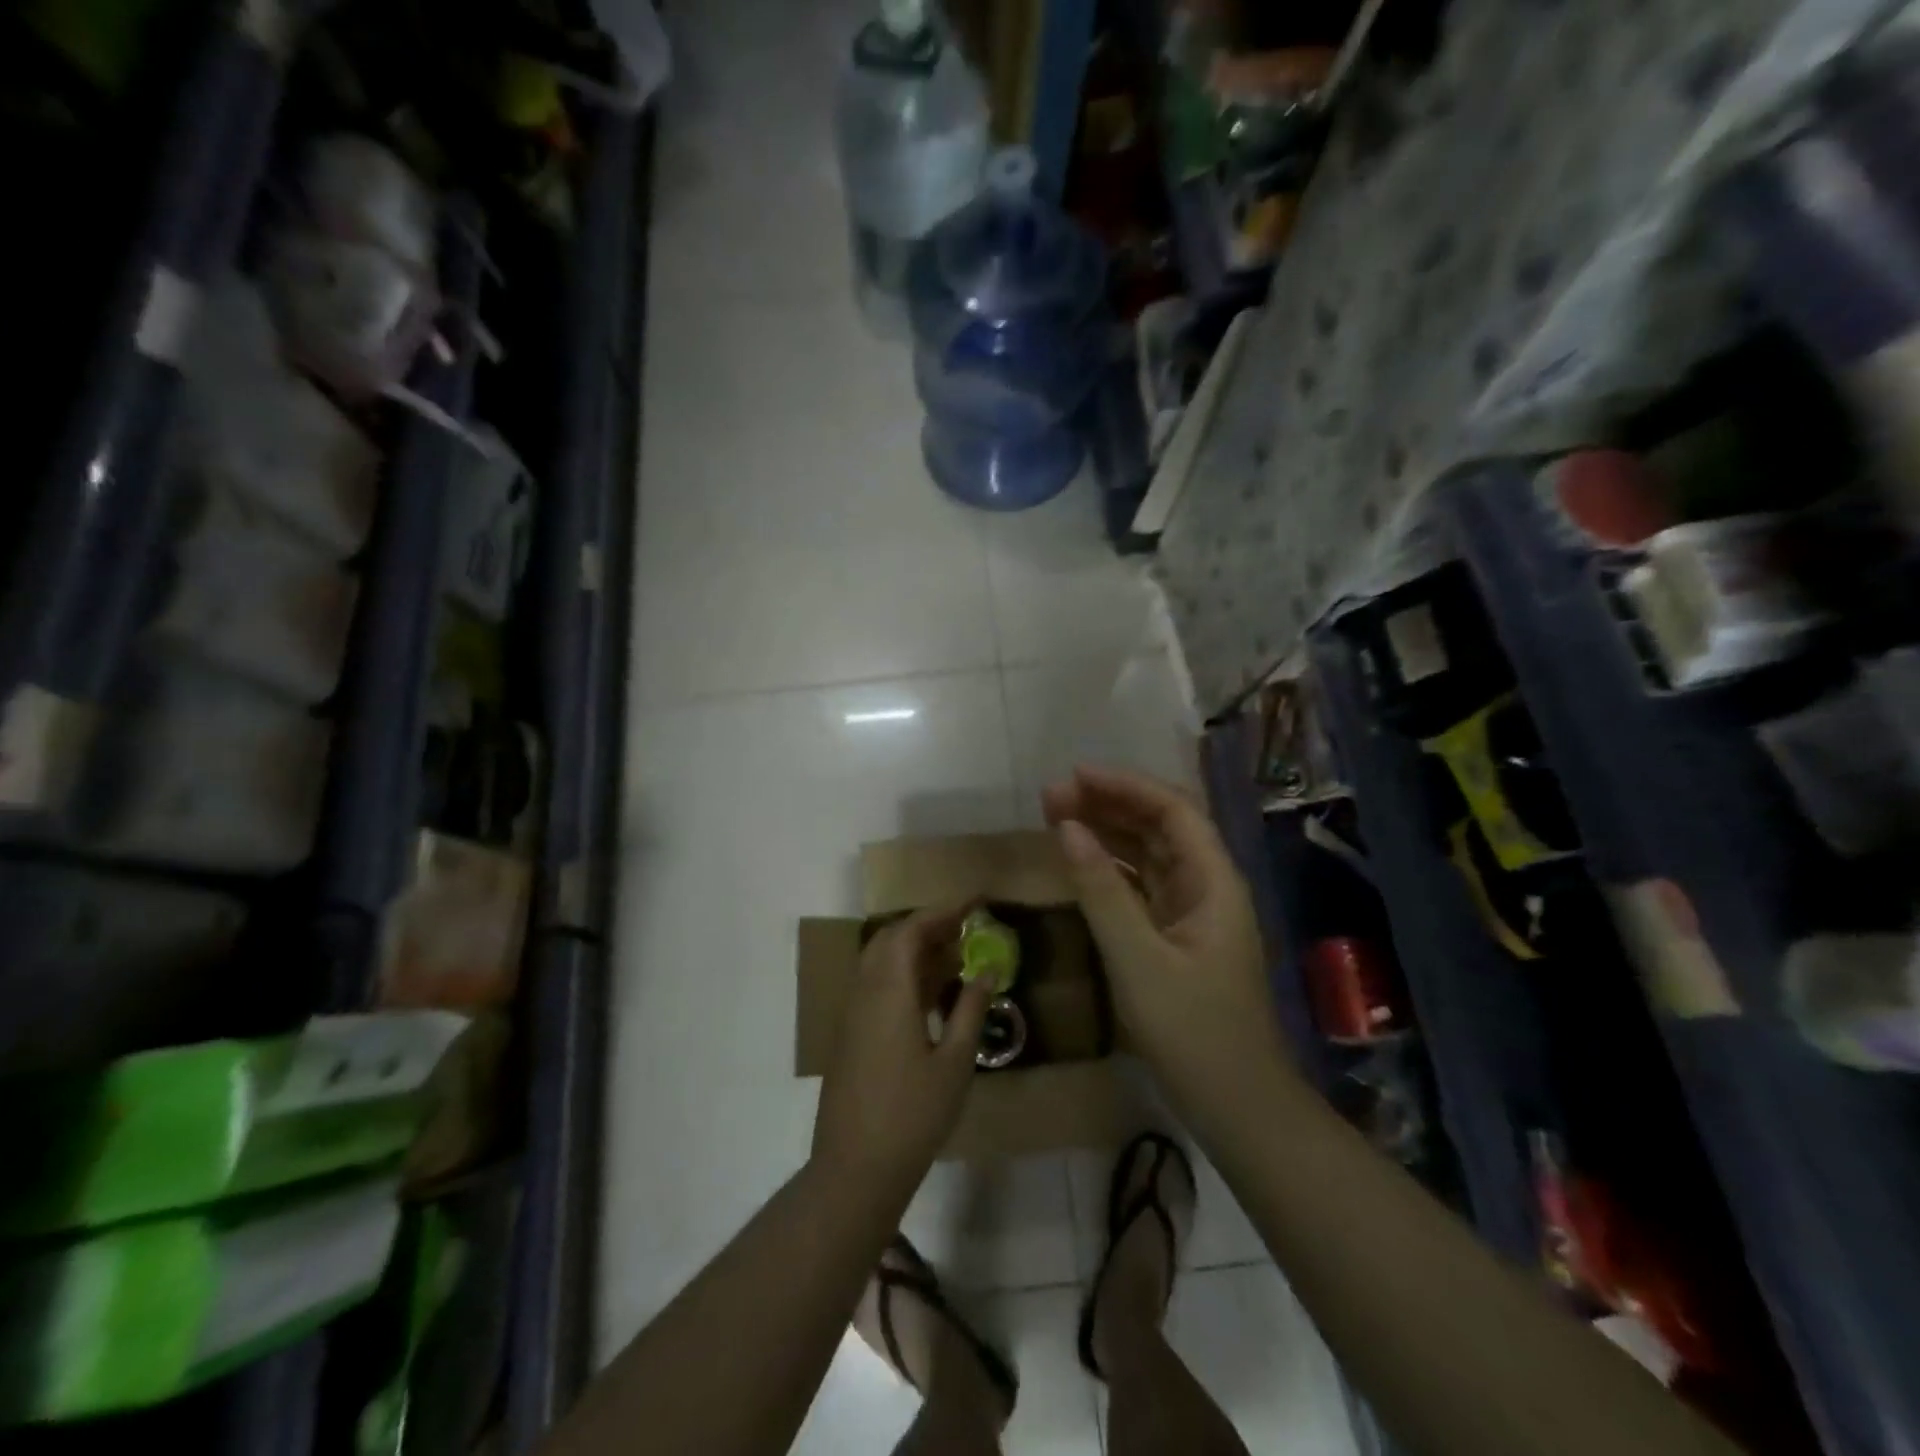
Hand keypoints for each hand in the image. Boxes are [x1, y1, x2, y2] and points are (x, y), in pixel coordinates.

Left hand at [812, 903, 991, 1196]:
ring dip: (913, 949)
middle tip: (964, 929)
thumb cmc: (913, 1114)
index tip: (973, 904)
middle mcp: (864, 991)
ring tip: (953, 957)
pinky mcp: (849, 1033)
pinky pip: (875, 983)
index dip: (942, 912)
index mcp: (889, 991)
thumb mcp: (955, 1063)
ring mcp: (852, 1013)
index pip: (911, 930)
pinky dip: (902, 973)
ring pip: (880, 960)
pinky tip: (930, 994)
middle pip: (891, 938)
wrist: (855, 1168)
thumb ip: (971, 1010)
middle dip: (927, 926)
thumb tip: (988, 970)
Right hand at [1042, 767, 1290, 1118]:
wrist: (1237, 1106)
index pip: (1173, 810)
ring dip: (1107, 831)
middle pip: (1160, 825)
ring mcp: (1193, 911)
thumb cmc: (1193, 1031)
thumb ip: (1101, 890)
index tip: (1075, 775)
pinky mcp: (1177, 935)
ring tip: (1056, 816)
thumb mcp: (1138, 958)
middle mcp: (1208, 885)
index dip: (1125, 785)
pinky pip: (1142, 884)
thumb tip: (1067, 828)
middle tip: (1052, 796)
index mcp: (1214, 881)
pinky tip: (1081, 861)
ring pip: (1149, 853)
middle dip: (1109, 803)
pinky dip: (1111, 867)